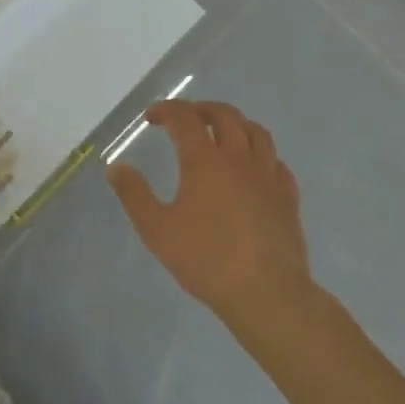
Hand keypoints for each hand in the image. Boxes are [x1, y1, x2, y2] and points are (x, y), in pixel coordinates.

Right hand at [106, 100, 319, 335]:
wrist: (267, 294)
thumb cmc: (206, 260)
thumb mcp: (156, 229)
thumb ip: (134, 194)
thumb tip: (116, 167)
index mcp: (205, 161)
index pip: (185, 118)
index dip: (166, 110)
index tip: (151, 117)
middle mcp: (238, 159)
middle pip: (225, 115)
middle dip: (201, 109)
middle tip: (184, 118)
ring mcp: (268, 177)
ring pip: (257, 133)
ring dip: (235, 124)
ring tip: (220, 134)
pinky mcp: (288, 199)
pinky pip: (276, 162)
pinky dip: (260, 155)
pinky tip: (252, 168)